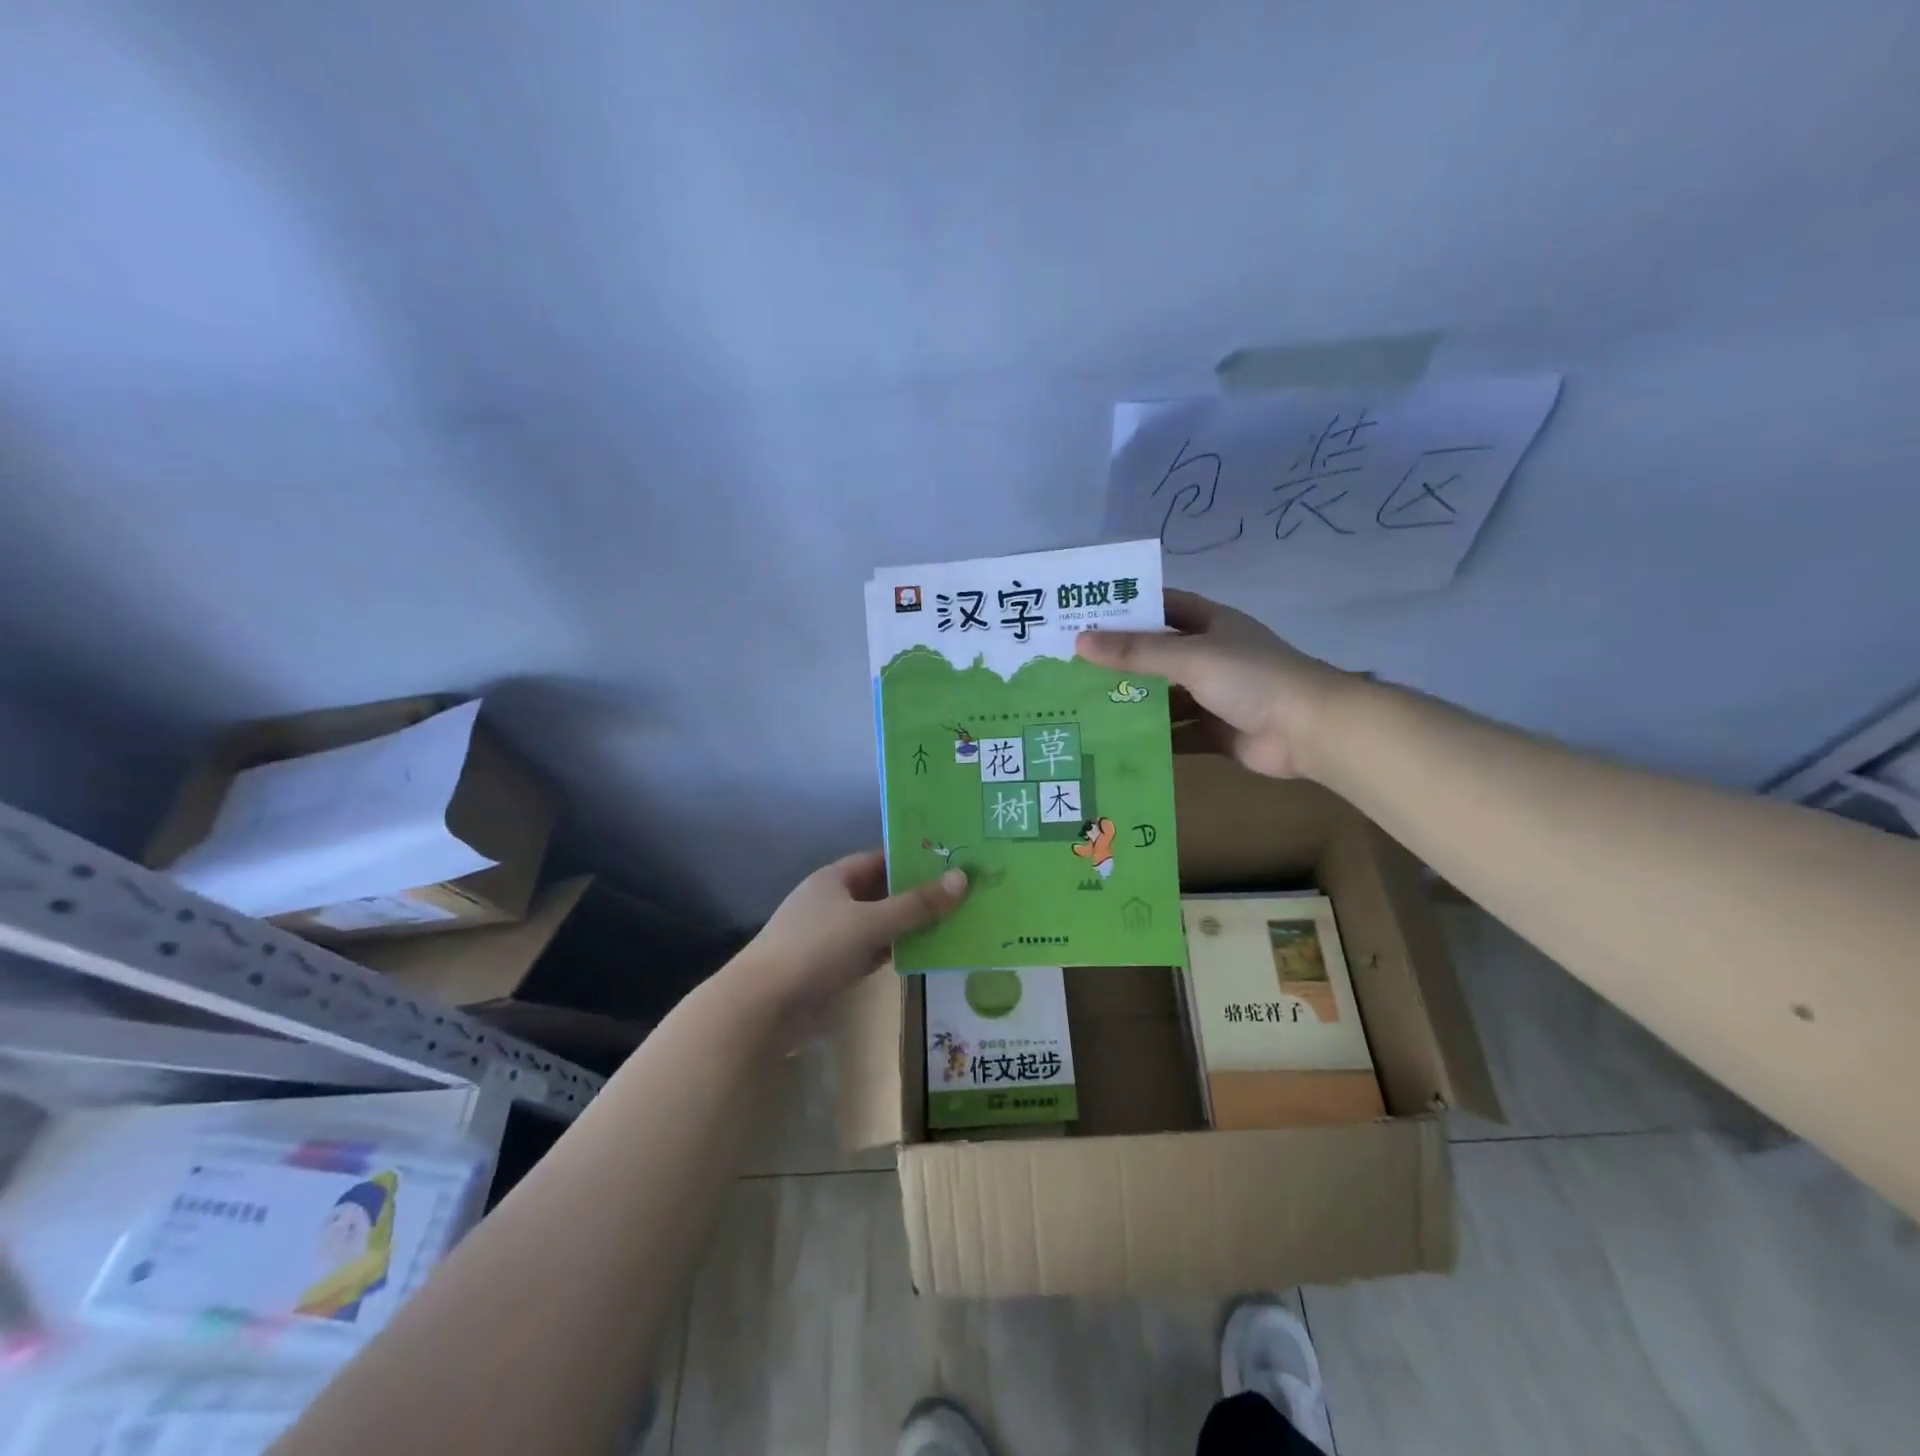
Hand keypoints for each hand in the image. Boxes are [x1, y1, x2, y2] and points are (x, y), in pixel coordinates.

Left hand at [725, 851, 967, 1034]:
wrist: (763, 1006)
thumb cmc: (815, 949)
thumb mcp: (870, 922)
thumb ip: (916, 904)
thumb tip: (962, 878)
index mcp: (835, 878)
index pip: (881, 859)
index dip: (913, 859)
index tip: (952, 861)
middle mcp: (834, 902)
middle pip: (883, 892)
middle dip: (918, 894)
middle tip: (965, 892)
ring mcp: (833, 936)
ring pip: (880, 924)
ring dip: (910, 925)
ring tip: (957, 920)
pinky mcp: (835, 968)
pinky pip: (874, 951)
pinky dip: (897, 951)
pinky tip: (928, 953)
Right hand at [1075, 589, 1354, 779]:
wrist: (1310, 730)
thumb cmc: (1251, 677)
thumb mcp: (1190, 657)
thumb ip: (1136, 652)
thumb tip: (1080, 642)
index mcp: (1211, 624)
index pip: (1164, 605)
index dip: (1129, 607)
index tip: (1086, 614)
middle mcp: (1210, 656)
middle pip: (1158, 654)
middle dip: (1121, 661)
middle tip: (1071, 667)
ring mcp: (1214, 696)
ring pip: (1164, 696)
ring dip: (1132, 702)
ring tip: (1084, 707)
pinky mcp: (1216, 732)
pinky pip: (1177, 733)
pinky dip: (1152, 739)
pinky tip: (1115, 744)